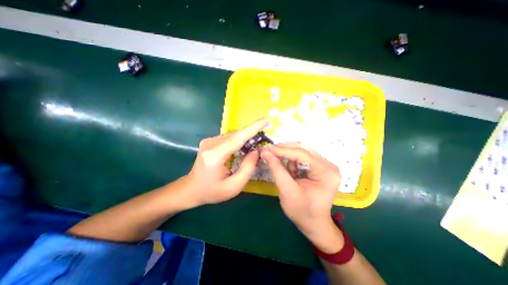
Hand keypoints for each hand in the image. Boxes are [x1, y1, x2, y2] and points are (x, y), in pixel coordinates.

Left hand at [186, 118, 269, 206]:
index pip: (237, 138)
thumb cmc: (212, 191)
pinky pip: (229, 138)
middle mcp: (210, 144)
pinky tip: (245, 146)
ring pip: (233, 135)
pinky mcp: (210, 141)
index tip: (266, 121)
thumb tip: (256, 151)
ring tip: (257, 142)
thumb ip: (247, 168)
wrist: (192, 189)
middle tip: (265, 135)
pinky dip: (239, 140)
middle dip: (252, 133)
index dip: (253, 128)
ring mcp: (209, 141)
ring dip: (246, 137)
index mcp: (215, 156)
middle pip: (236, 135)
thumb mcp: (233, 187)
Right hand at [260, 144, 342, 249]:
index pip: (301, 154)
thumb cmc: (302, 211)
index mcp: (325, 172)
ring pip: (302, 152)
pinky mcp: (320, 168)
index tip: (266, 148)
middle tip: (269, 151)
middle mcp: (329, 165)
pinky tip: (289, 170)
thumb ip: (276, 169)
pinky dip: (292, 161)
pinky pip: (303, 158)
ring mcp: (325, 166)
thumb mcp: (287, 190)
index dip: (282, 150)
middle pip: (303, 149)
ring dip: (288, 156)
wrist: (314, 224)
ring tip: (280, 165)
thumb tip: (265, 152)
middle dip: (284, 150)